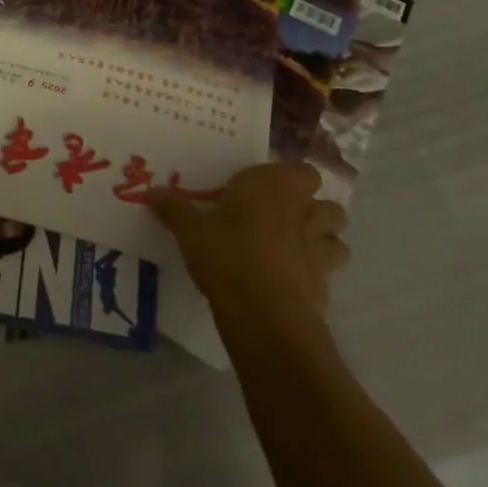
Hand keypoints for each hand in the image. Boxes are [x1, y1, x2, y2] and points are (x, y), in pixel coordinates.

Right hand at [147, 162, 348, 339]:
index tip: (261, 189)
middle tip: (279, 218)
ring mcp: (319, 250)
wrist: (265, 316)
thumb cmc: (227, 255)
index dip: (287, 179)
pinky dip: (313, 274)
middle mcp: (304, 212)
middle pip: (328, 203)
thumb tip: (151, 192)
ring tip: (291, 248)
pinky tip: (288, 281)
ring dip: (321, 241)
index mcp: (274, 186)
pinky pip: (327, 273)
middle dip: (311, 210)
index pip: (301, 170)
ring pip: (337, 238)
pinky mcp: (325, 286)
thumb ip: (173, 208)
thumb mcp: (190, 229)